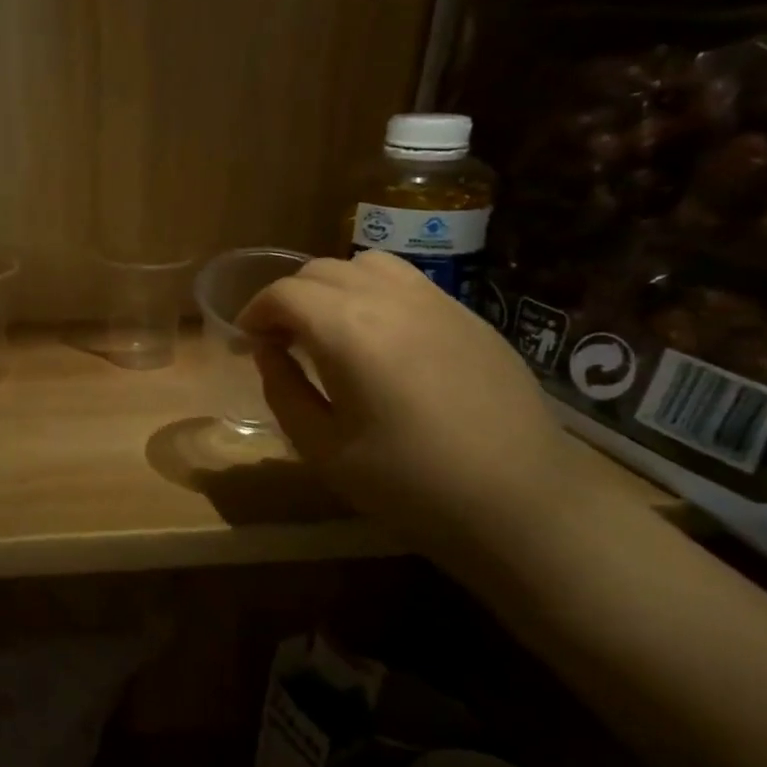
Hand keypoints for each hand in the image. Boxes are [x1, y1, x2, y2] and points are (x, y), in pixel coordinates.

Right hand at [237, 252, 585, 546]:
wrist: (520, 502)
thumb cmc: (409, 484)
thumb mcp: (323, 448)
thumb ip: (284, 390)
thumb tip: (268, 352)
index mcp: (348, 331)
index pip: (284, 294)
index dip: (255, 312)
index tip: (247, 343)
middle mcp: (390, 299)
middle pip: (321, 271)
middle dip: (288, 298)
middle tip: (279, 341)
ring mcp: (436, 302)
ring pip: (366, 264)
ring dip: (332, 287)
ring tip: (327, 329)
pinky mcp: (469, 316)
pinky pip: (407, 282)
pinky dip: (373, 293)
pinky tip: (378, 337)